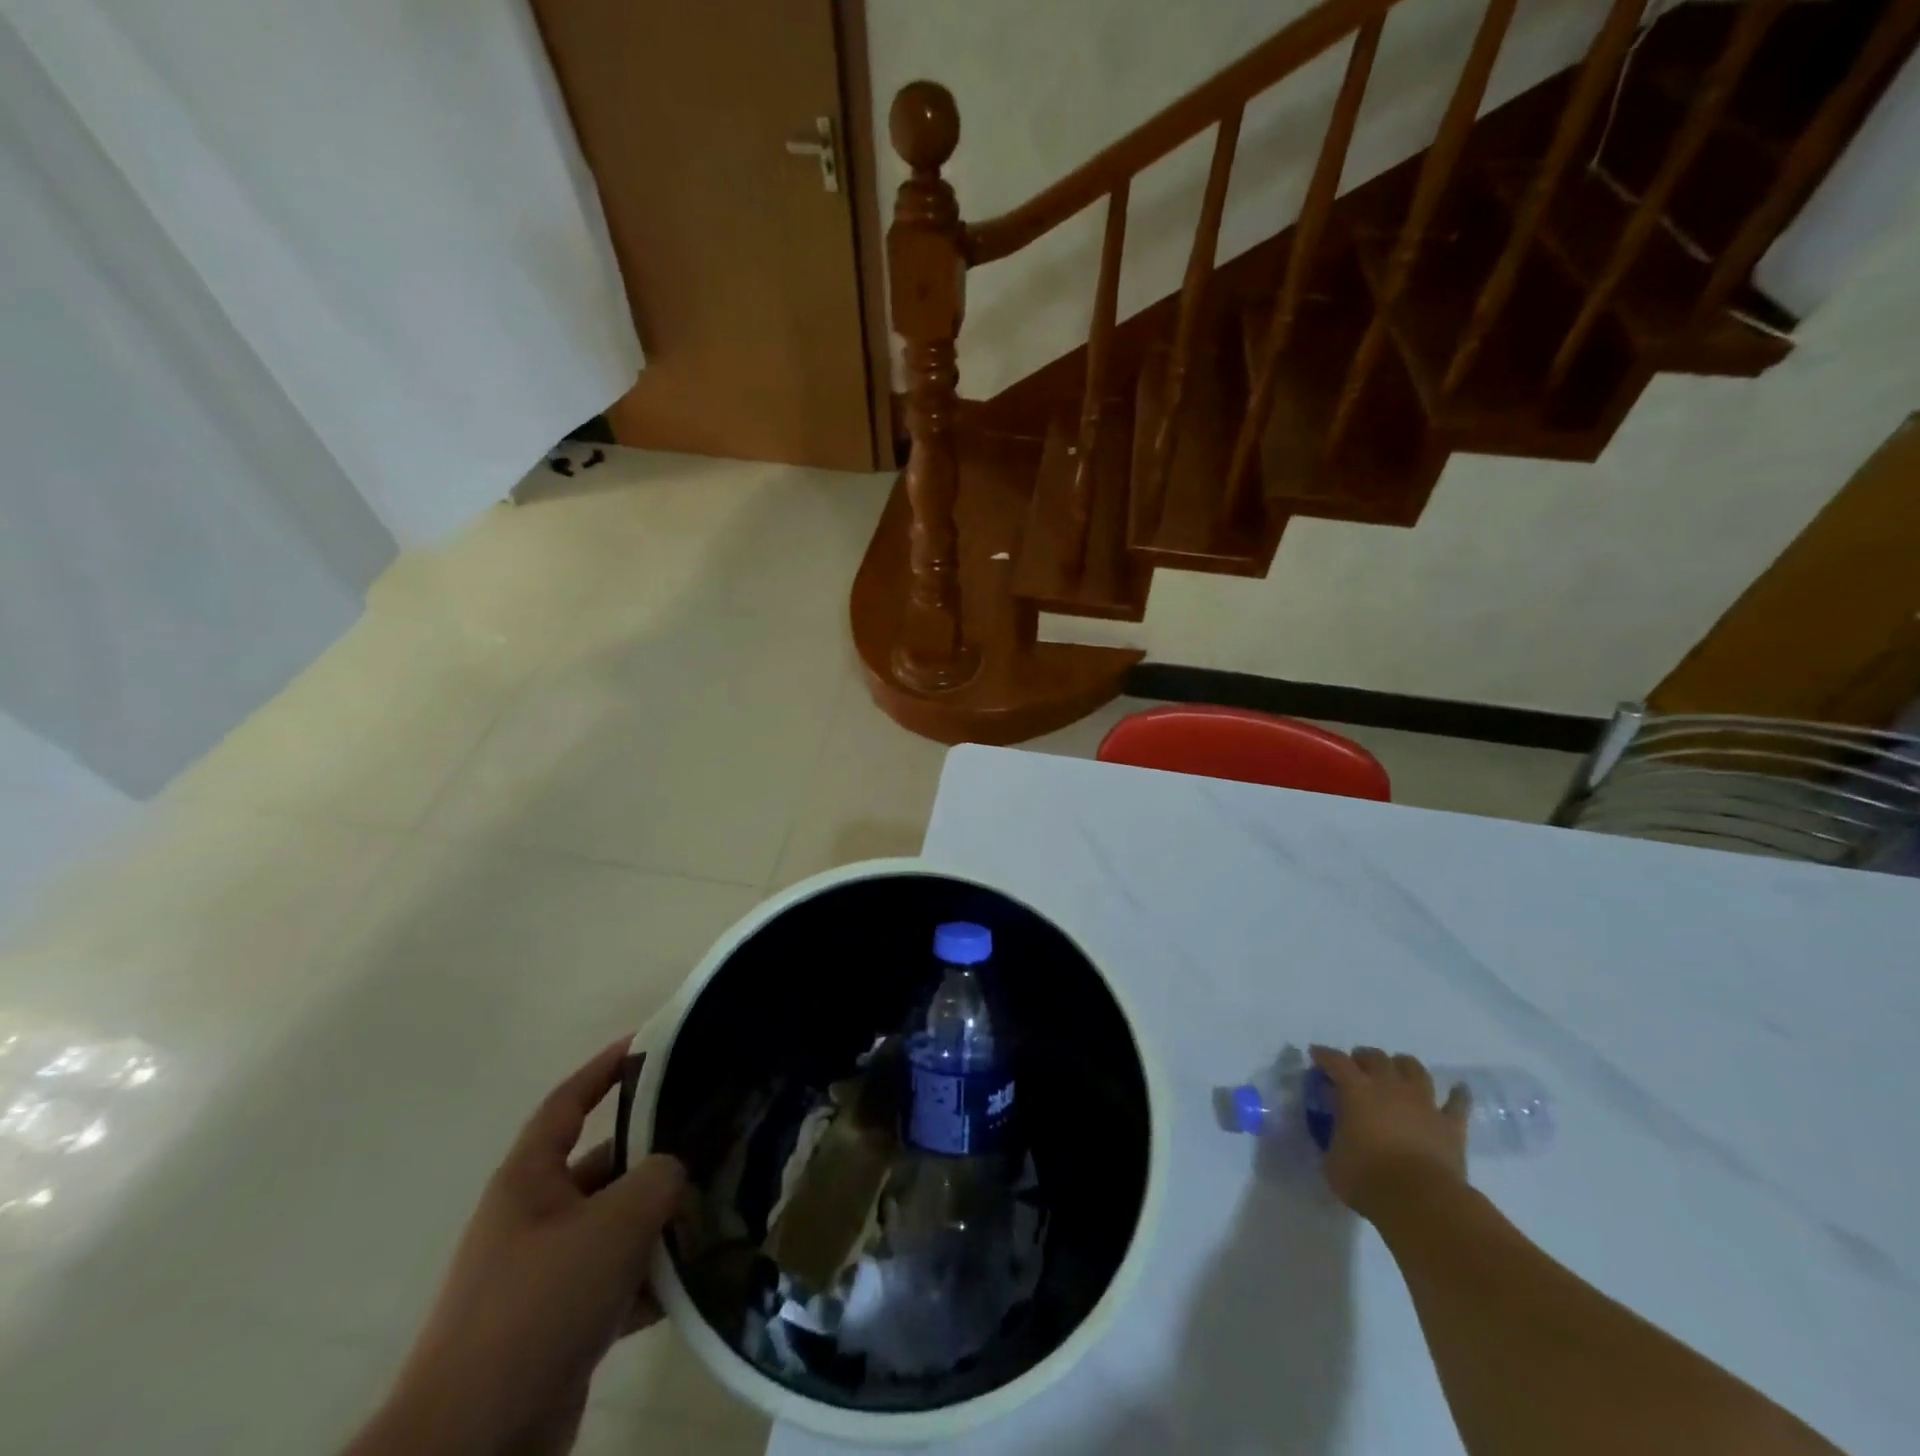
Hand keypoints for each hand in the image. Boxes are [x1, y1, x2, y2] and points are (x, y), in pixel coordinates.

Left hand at [348, 1040, 686, 1455]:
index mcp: (528, 1181)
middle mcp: (534, 1220)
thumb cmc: (538, 1306)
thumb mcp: (612, 1225)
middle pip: (604, 1166)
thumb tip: (674, 1170)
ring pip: (616, 1227)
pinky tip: (697, 1276)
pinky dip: (652, 1278)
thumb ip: (657, 1180)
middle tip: (713, 1135)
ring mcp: (545, 1276)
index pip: (567, 1103)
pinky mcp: (560, 1327)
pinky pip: (617, 1282)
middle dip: (654, 1153)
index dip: (604, 1069)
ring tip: (719, 1203)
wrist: (474, 1443)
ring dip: (660, 1221)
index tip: (648, 1043)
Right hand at [1311, 1045, 1468, 1222]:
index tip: (1316, 1054)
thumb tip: (1339, 1124)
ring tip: (1397, 1071)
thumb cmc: (1368, 1179)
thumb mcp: (1333, 1158)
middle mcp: (1390, 1087)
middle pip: (1377, 1057)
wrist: (1422, 1202)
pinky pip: (1458, 1103)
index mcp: (1356, 1090)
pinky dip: (1457, 1094)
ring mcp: (1424, 1103)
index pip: (1336, 1061)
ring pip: (1414, 1069)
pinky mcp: (1451, 1125)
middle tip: (1356, 1067)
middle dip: (1363, 1058)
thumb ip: (1334, 1135)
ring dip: (1403, 1066)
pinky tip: (1458, 1090)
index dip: (1324, 1055)